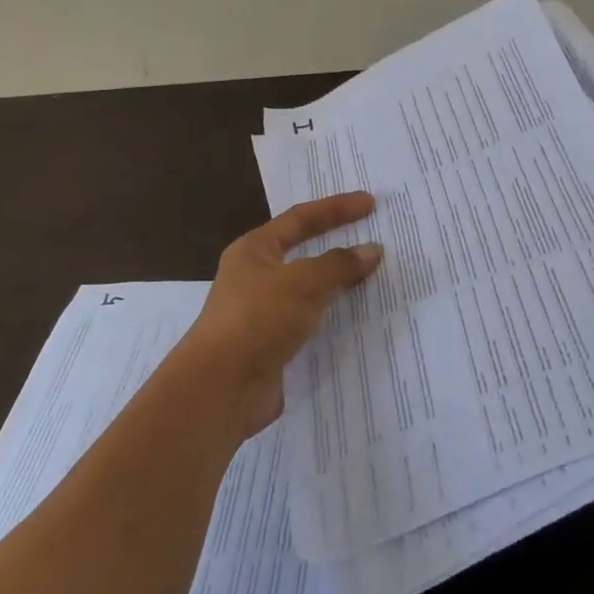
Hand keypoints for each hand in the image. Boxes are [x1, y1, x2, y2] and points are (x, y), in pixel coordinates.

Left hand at [178, 192, 381, 438]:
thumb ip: (339, 264)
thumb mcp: (303, 282)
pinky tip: (357, 316)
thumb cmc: (258, 319)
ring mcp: (263, 312)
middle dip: (337, 243)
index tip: (370, 203)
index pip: (300, 218)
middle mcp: (255, 276)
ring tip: (374, 275)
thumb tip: (372, 250)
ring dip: (337, 282)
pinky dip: (332, 315)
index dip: (336, 208)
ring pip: (308, 288)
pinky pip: (310, 320)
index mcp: (254, 250)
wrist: (220, 390)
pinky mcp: (272, 344)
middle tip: (373, 235)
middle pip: (303, 251)